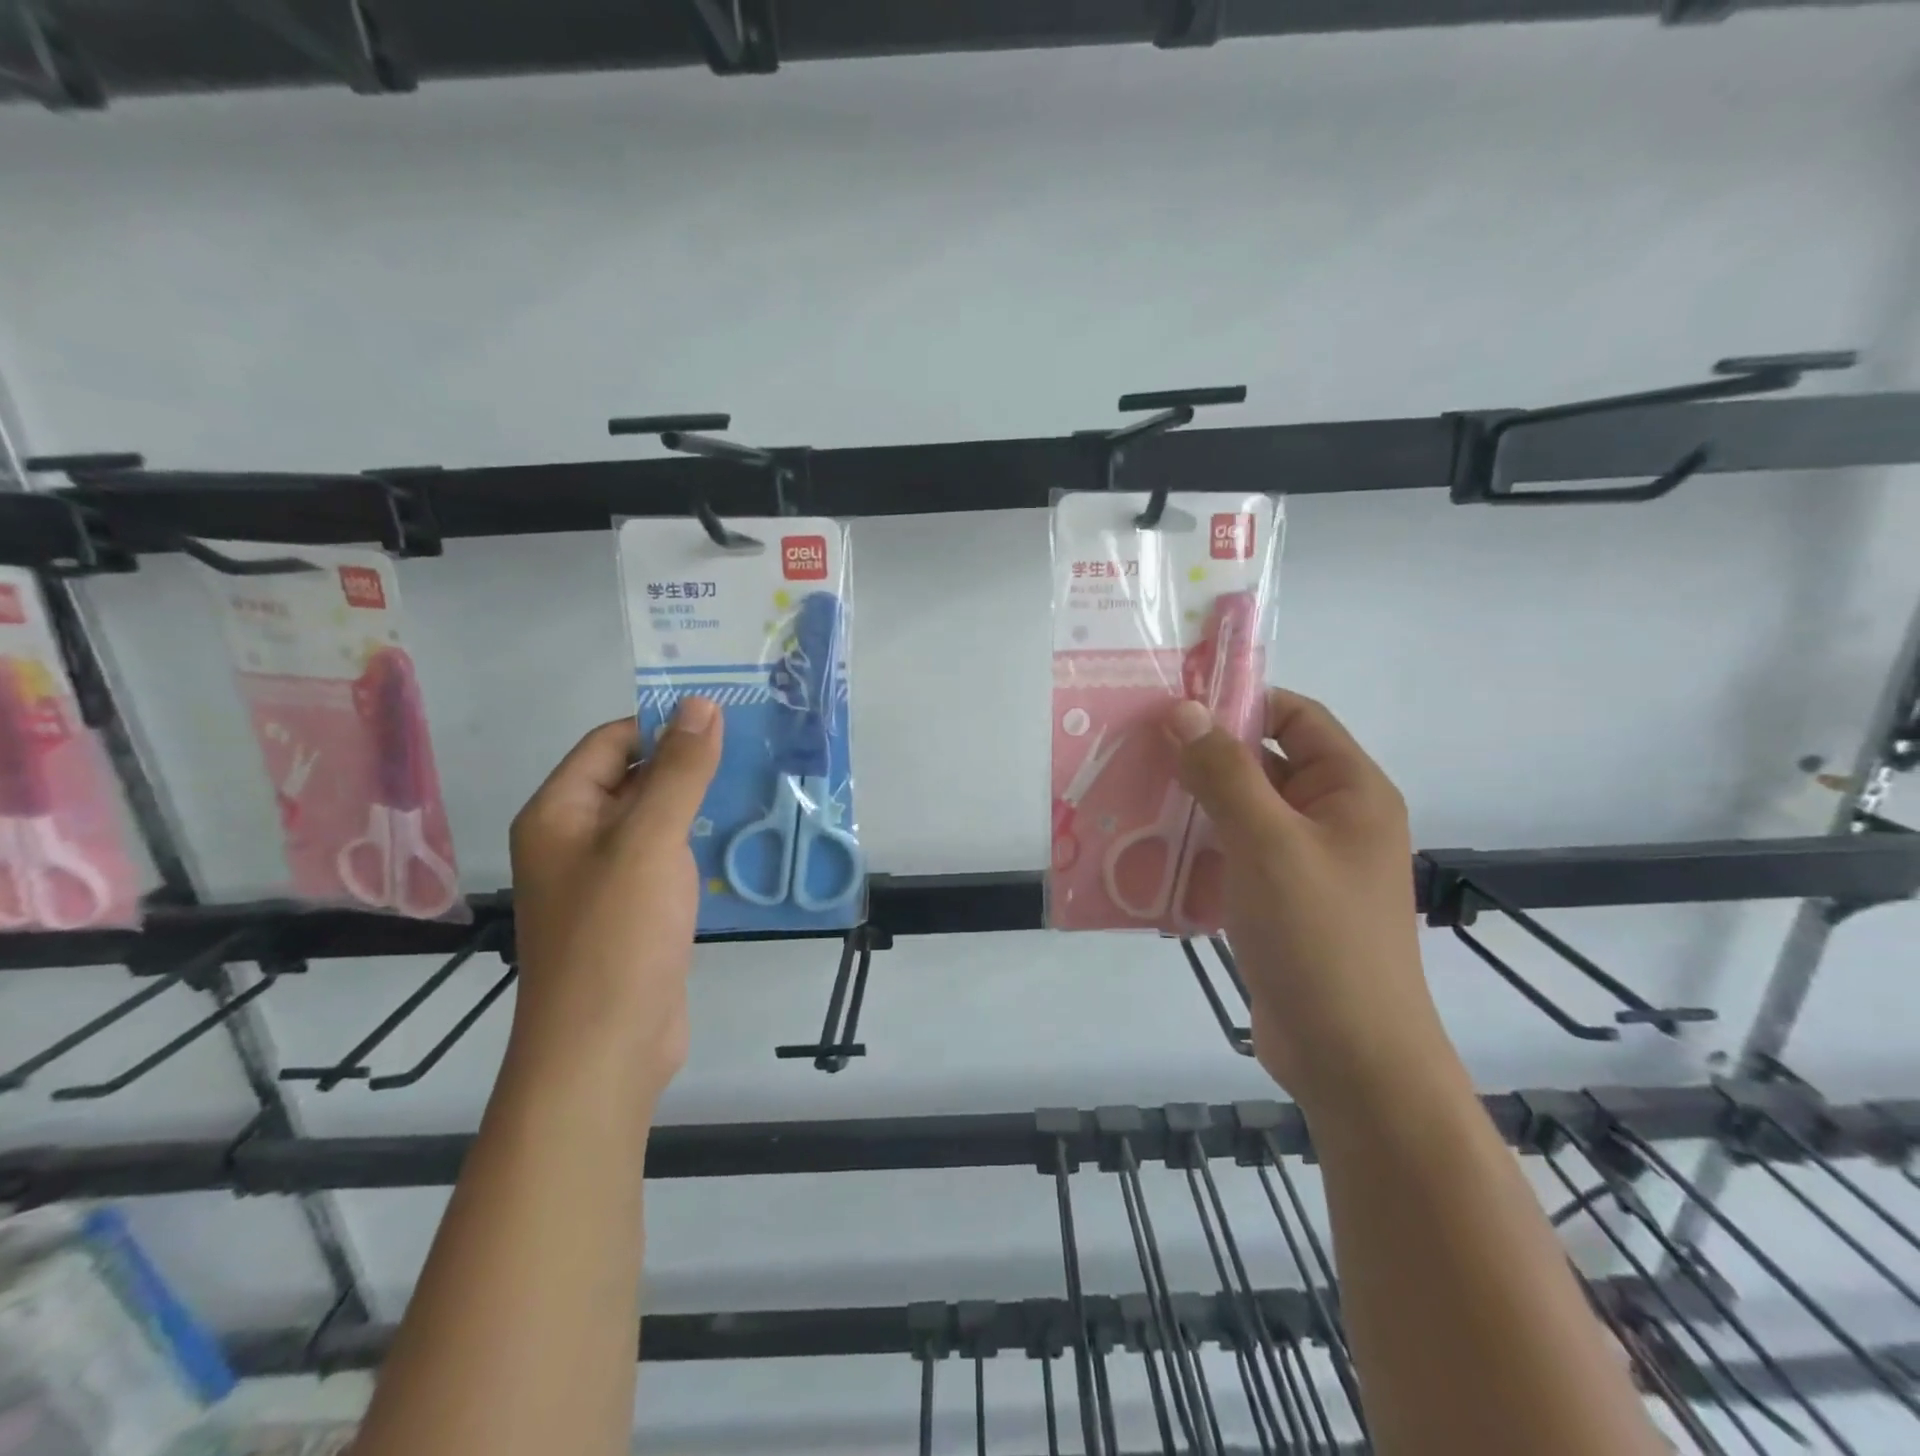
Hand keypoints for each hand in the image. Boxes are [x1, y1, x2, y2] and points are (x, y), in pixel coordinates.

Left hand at [506, 699, 721, 1108]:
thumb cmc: (617, 934)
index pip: (611, 743)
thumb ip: (678, 771)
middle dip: (688, 764)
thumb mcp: (650, 840)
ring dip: (698, 804)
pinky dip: (699, 844)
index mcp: (559, 813)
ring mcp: (606, 879)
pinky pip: (667, 859)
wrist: (606, 1049)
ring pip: (656, 821)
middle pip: (633, 779)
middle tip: (754, 747)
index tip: (725, 717)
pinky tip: (742, 837)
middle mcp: (575, 839)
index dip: (662, 725)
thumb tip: (701, 705)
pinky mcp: (635, 912)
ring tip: (758, 783)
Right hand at [1168, 690, 1456, 1108]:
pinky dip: (1195, 852)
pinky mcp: (1278, 903)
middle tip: (1137, 750)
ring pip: (1240, 814)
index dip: (1240, 702)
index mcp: (1350, 791)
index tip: (1174, 704)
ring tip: (1130, 798)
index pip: (1296, 717)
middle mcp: (1331, 819)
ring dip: (1191, 806)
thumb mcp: (1267, 842)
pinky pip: (1232, 858)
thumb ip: (1224, 771)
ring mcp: (1303, 865)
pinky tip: (1147, 856)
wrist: (1350, 1058)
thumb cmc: (1319, 936)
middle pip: (1262, 765)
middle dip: (1202, 758)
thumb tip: (1183, 711)